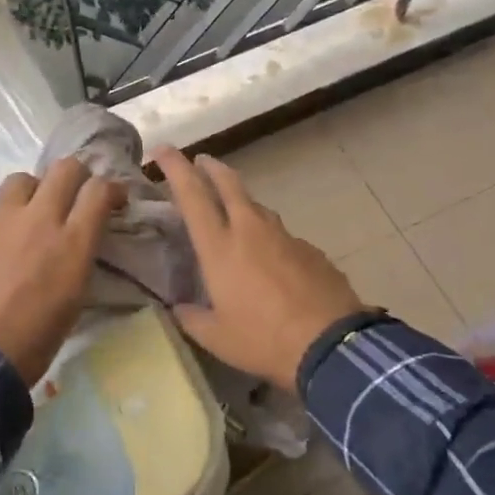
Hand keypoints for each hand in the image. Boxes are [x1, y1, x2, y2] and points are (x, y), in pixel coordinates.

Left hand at [0, 160, 124, 384]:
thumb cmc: (35, 339)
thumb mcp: (74, 297)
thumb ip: (78, 257)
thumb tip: (78, 241)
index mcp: (71, 241)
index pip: (100, 190)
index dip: (112, 189)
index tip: (113, 201)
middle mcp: (38, 219)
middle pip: (65, 169)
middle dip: (77, 176)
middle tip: (76, 195)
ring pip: (22, 179)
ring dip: (34, 190)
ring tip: (31, 213)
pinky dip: (2, 221)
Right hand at [152, 146, 364, 388]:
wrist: (331, 345)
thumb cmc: (264, 340)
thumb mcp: (216, 338)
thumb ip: (192, 318)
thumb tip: (179, 308)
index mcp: (220, 247)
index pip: (192, 195)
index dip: (175, 167)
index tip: (163, 149)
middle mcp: (250, 230)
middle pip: (228, 184)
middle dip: (211, 167)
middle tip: (201, 161)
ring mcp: (284, 236)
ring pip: (257, 206)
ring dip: (241, 200)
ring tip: (233, 211)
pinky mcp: (310, 249)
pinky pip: (281, 235)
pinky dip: (268, 237)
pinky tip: (271, 259)